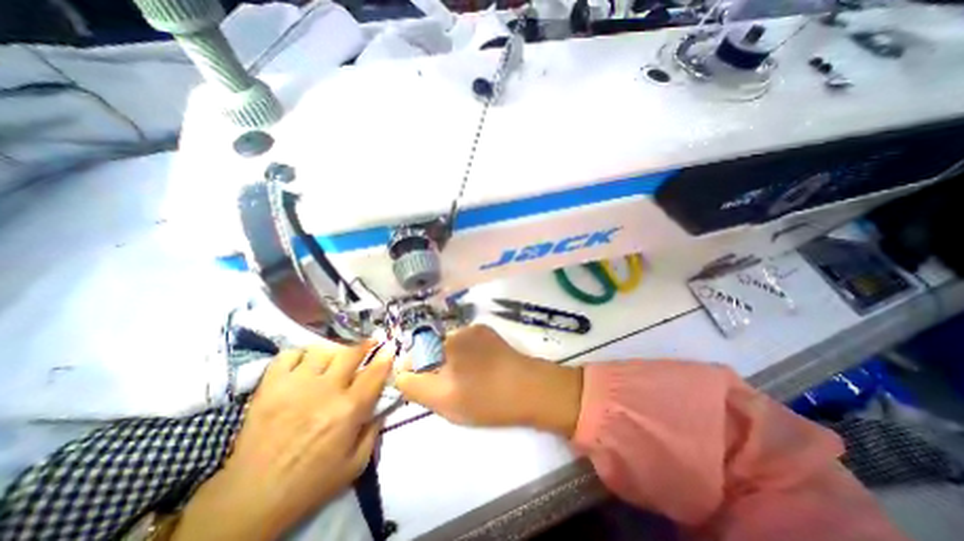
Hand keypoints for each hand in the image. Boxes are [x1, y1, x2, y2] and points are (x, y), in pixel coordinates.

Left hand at [176, 345, 391, 538]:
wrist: (251, 499)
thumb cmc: (310, 482)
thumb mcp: (355, 464)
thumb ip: (374, 429)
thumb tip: (383, 403)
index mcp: (348, 410)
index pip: (375, 373)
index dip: (386, 357)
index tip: (390, 347)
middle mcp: (325, 391)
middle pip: (351, 353)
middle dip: (365, 344)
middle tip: (369, 343)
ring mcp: (295, 385)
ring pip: (322, 349)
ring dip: (333, 351)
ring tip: (334, 359)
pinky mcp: (270, 387)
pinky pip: (289, 355)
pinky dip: (299, 355)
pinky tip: (304, 365)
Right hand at [392, 325, 578, 434]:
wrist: (529, 388)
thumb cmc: (486, 399)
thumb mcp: (444, 401)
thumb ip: (415, 386)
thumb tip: (400, 373)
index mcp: (442, 347)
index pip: (415, 357)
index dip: (417, 375)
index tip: (428, 388)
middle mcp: (455, 332)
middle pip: (431, 351)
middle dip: (434, 368)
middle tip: (451, 387)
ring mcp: (473, 329)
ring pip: (449, 346)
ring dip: (451, 360)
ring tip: (468, 378)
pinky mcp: (486, 331)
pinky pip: (465, 342)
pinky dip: (466, 353)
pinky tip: (480, 367)